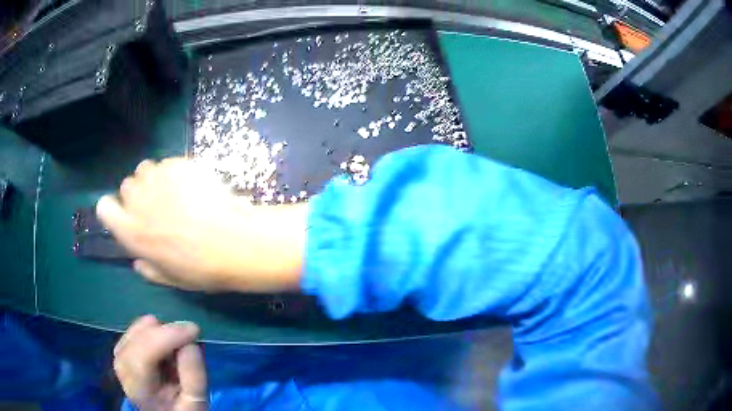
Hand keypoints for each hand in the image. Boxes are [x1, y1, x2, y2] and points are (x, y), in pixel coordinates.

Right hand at [96, 158, 306, 292]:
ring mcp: (157, 179)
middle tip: (158, 205)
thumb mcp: (172, 279)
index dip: (113, 209)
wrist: (232, 241)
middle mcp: (137, 202)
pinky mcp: (177, 164)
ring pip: (145, 170)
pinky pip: (168, 163)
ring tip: (175, 192)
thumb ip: (150, 270)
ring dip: (154, 179)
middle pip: (126, 186)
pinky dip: (175, 172)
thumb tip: (138, 262)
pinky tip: (193, 184)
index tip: (125, 213)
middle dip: (138, 194)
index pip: (104, 209)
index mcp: (131, 232)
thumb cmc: (201, 268)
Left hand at [114, 316, 206, 410]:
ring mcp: (120, 354)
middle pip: (140, 338)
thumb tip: (190, 344)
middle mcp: (123, 368)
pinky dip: (156, 331)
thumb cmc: (181, 409)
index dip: (167, 338)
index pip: (144, 357)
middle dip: (167, 333)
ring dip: (162, 333)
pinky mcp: (124, 346)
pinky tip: (165, 347)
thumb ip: (194, 377)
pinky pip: (139, 327)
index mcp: (139, 390)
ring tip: (176, 351)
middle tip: (190, 340)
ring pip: (139, 328)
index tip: (194, 331)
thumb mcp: (195, 402)